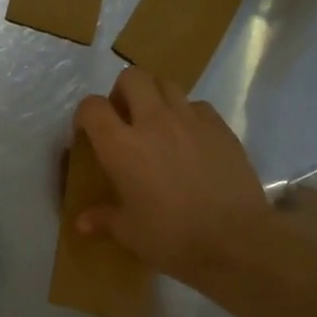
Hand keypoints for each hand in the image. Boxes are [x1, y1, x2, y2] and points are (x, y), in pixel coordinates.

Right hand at [74, 67, 268, 284]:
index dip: (85, 115)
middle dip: (122, 91)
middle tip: (124, 118)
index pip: (92, 107)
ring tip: (156, 125)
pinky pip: (197, 105)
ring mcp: (191, 120)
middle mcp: (153, 122)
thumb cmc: (171, 237)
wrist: (234, 239)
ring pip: (167, 84)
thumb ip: (104, 219)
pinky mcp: (220, 127)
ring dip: (155, 97)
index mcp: (122, 146)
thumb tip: (82, 223)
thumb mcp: (130, 232)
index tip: (87, 132)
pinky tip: (189, 139)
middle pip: (132, 77)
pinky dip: (187, 114)